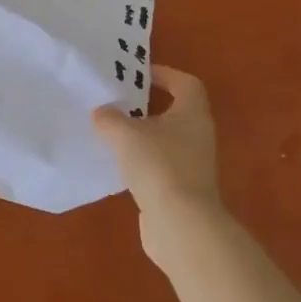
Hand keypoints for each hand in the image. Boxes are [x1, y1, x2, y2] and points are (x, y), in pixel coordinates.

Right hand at [92, 65, 225, 268]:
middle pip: (175, 113)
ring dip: (143, 137)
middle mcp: (198, 136)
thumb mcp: (125, 134)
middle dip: (148, 107)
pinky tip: (119, 167)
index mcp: (192, 114)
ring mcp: (194, 167)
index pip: (186, 83)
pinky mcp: (183, 192)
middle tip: (119, 103)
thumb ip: (109, 118)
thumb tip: (101, 112)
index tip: (139, 76)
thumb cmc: (159, 166)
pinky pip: (161, 168)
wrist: (181, 226)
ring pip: (167, 142)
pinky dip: (143, 164)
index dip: (165, 74)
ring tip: (112, 134)